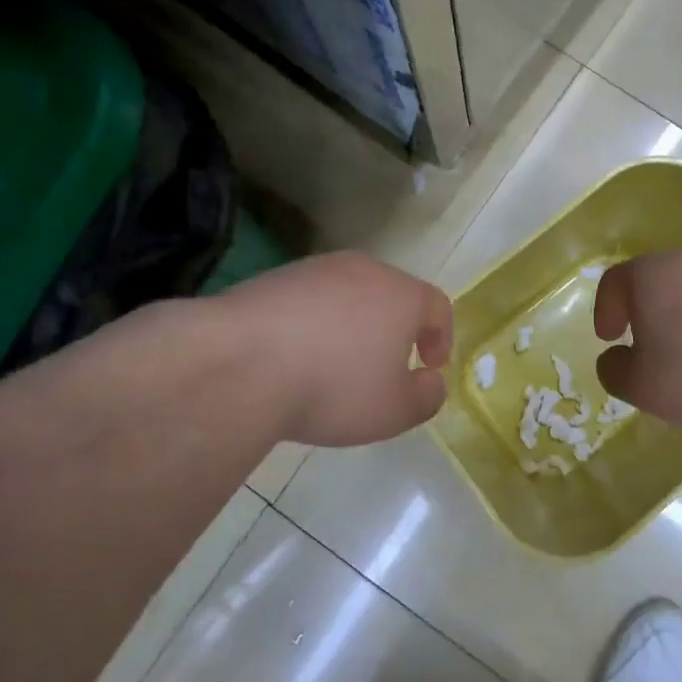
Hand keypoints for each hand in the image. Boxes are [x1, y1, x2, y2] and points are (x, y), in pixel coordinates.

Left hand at [220, 251, 452, 446]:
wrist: (241, 362)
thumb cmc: (334, 387)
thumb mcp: (394, 411)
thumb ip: (426, 397)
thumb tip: (431, 381)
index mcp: (403, 295)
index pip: (437, 306)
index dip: (441, 337)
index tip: (430, 366)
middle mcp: (364, 270)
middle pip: (392, 294)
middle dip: (395, 329)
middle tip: (385, 365)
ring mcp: (316, 270)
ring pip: (348, 295)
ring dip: (351, 325)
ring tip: (334, 364)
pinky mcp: (274, 278)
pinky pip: (308, 301)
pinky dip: (312, 324)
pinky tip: (294, 357)